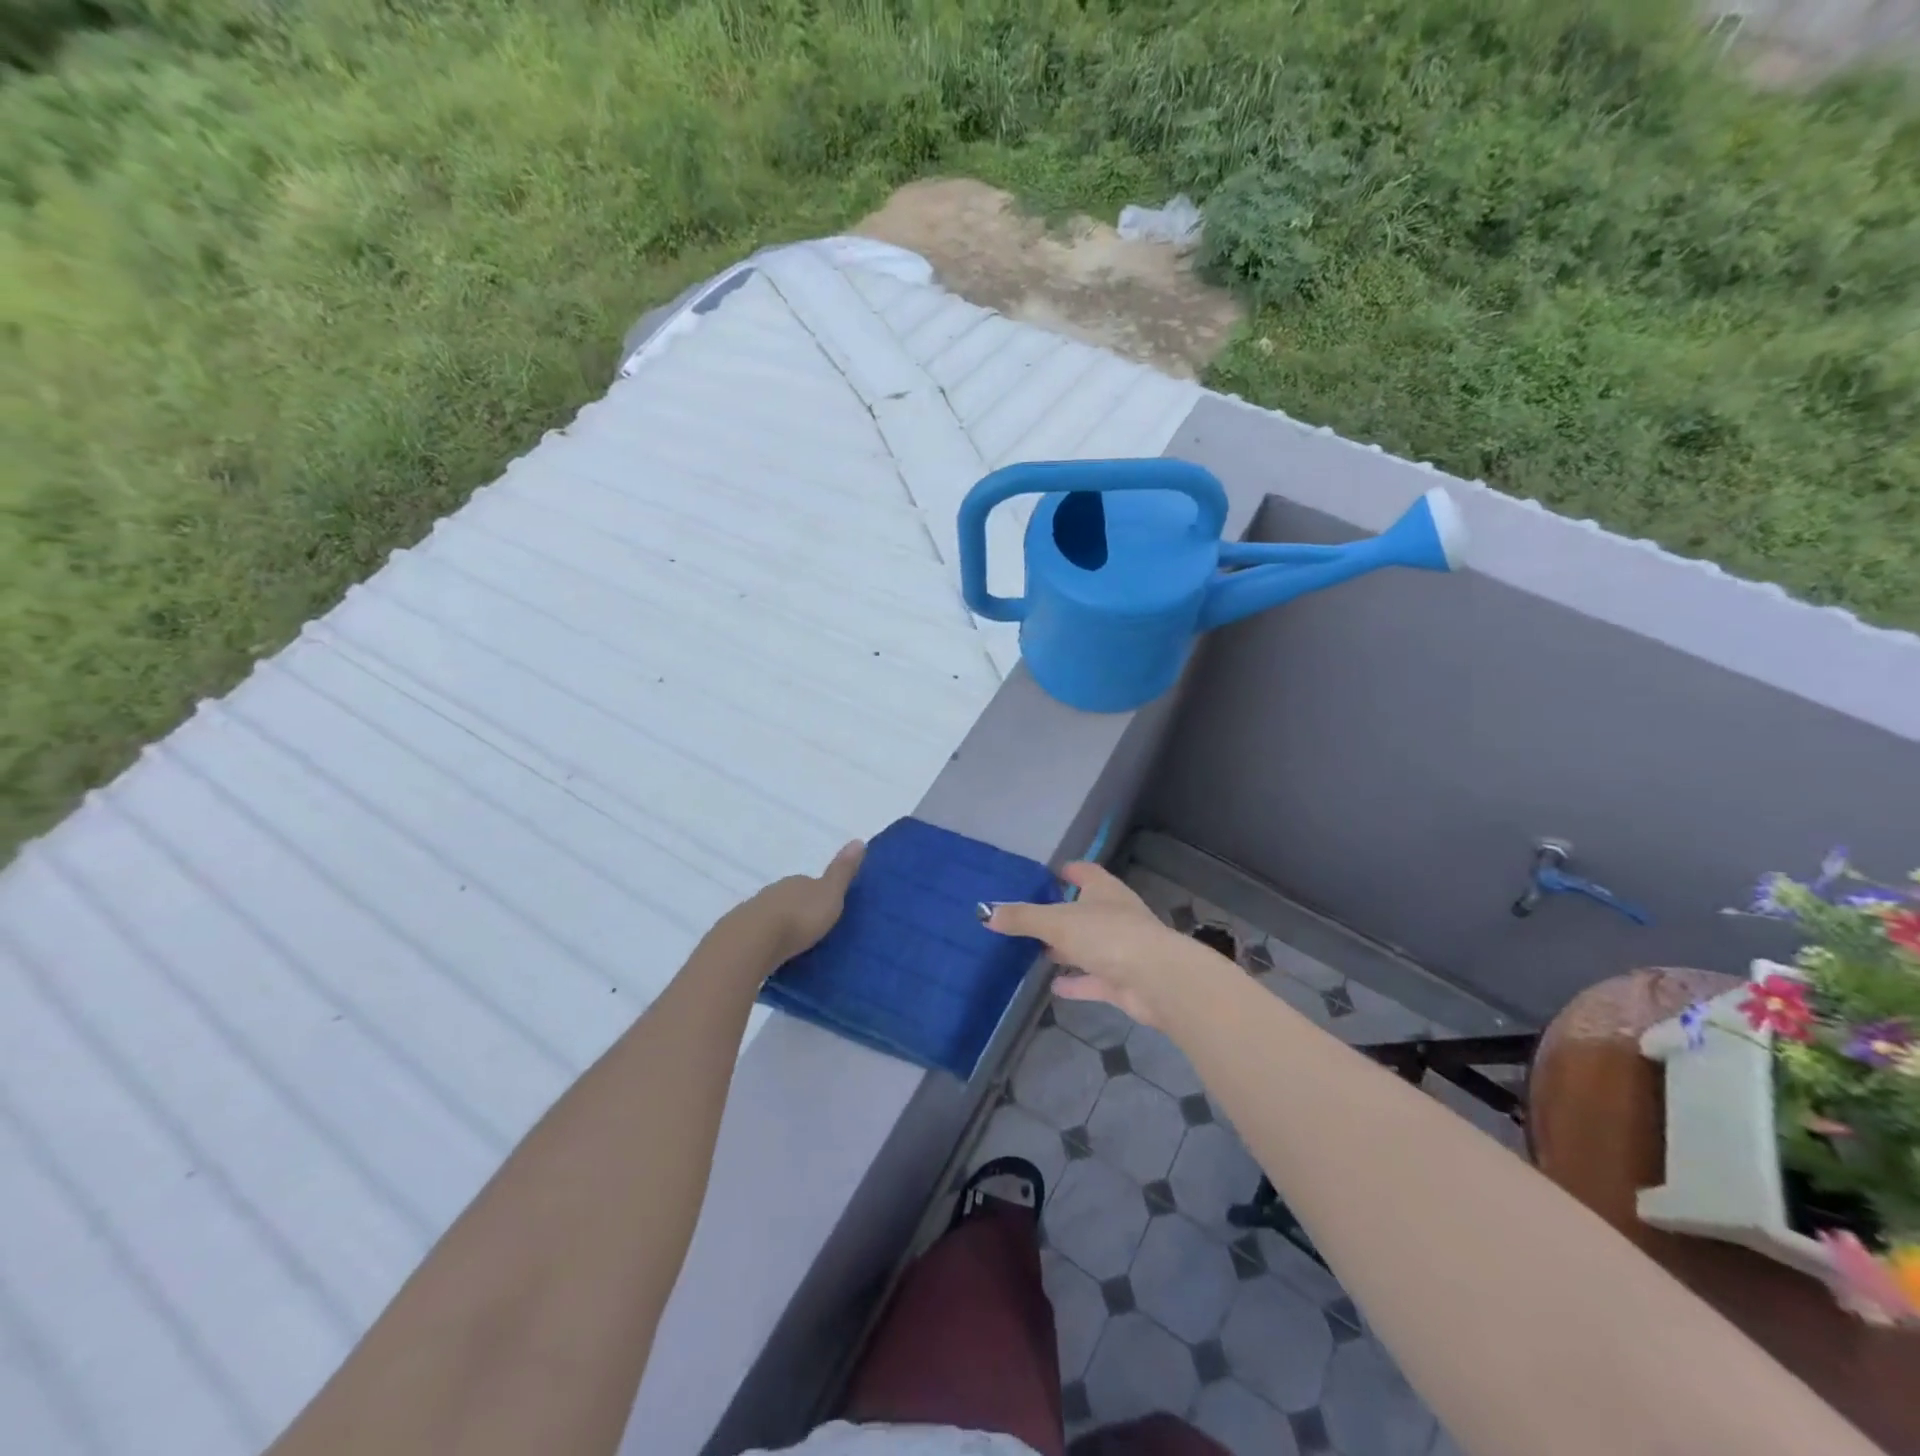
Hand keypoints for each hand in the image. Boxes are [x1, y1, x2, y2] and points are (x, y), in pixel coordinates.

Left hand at [731, 840, 865, 967]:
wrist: (754, 940)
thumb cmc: (800, 916)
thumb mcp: (830, 894)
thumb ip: (842, 872)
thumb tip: (858, 840)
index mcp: (798, 882)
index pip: (810, 883)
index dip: (819, 895)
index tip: (828, 910)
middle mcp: (775, 891)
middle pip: (790, 898)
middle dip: (799, 910)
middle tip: (812, 930)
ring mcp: (755, 910)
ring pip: (773, 914)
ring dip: (781, 925)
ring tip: (793, 944)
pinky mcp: (741, 933)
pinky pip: (759, 933)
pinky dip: (766, 939)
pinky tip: (772, 951)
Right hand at [984, 862, 1213, 1027]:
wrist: (1156, 980)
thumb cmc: (1107, 935)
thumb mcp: (1056, 922)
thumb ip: (1021, 917)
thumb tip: (984, 912)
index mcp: (1103, 889)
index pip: (1083, 871)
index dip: (1065, 871)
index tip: (1042, 875)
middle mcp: (1114, 914)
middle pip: (1083, 909)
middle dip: (1059, 913)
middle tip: (1027, 917)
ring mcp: (1120, 948)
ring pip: (1088, 945)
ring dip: (1066, 949)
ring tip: (1034, 952)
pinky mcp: (1122, 980)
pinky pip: (1093, 979)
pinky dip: (1075, 982)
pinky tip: (1053, 986)